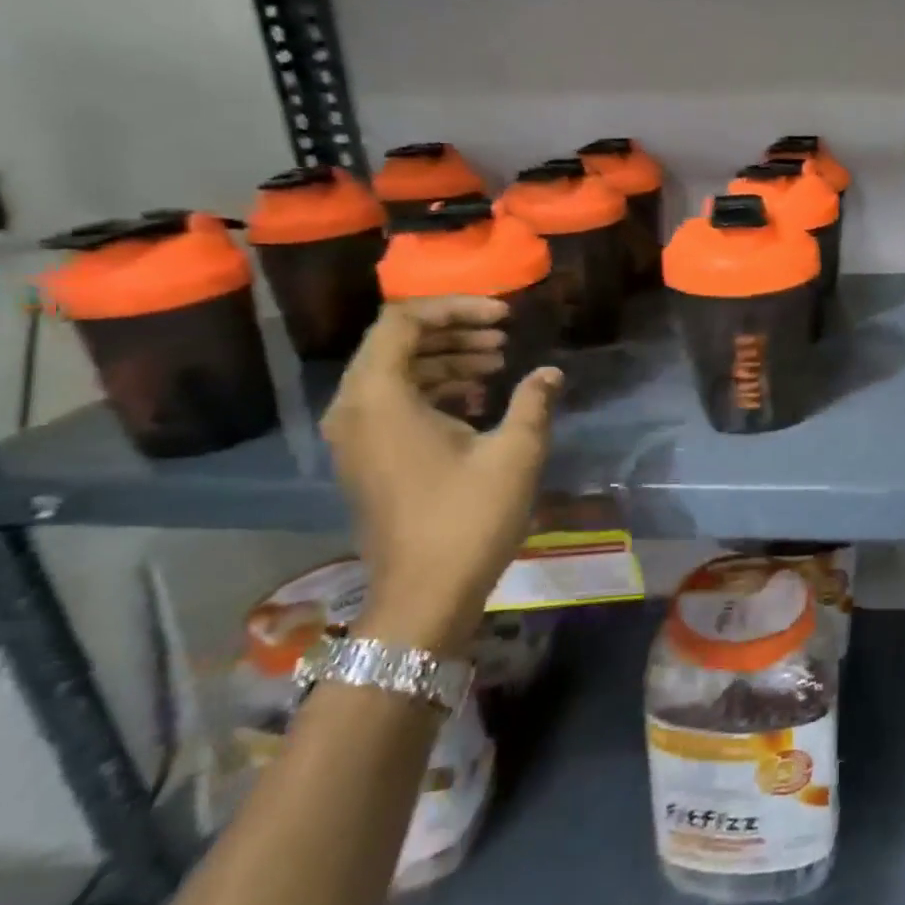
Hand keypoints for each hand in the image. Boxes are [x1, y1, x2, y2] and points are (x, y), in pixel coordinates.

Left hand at [322, 298, 562, 651]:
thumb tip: (550, 373)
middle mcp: (355, 408)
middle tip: (504, 336)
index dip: (457, 308)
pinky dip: (435, 389)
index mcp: (379, 397)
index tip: (505, 317)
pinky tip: (478, 400)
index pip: (404, 321)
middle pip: (397, 343)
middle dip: (455, 331)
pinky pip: (395, 402)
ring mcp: (356, 436)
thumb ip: (533, 401)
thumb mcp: (515, 452)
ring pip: (397, 372)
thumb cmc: (468, 518)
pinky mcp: (368, 457)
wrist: (425, 596)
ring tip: (498, 362)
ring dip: (447, 359)